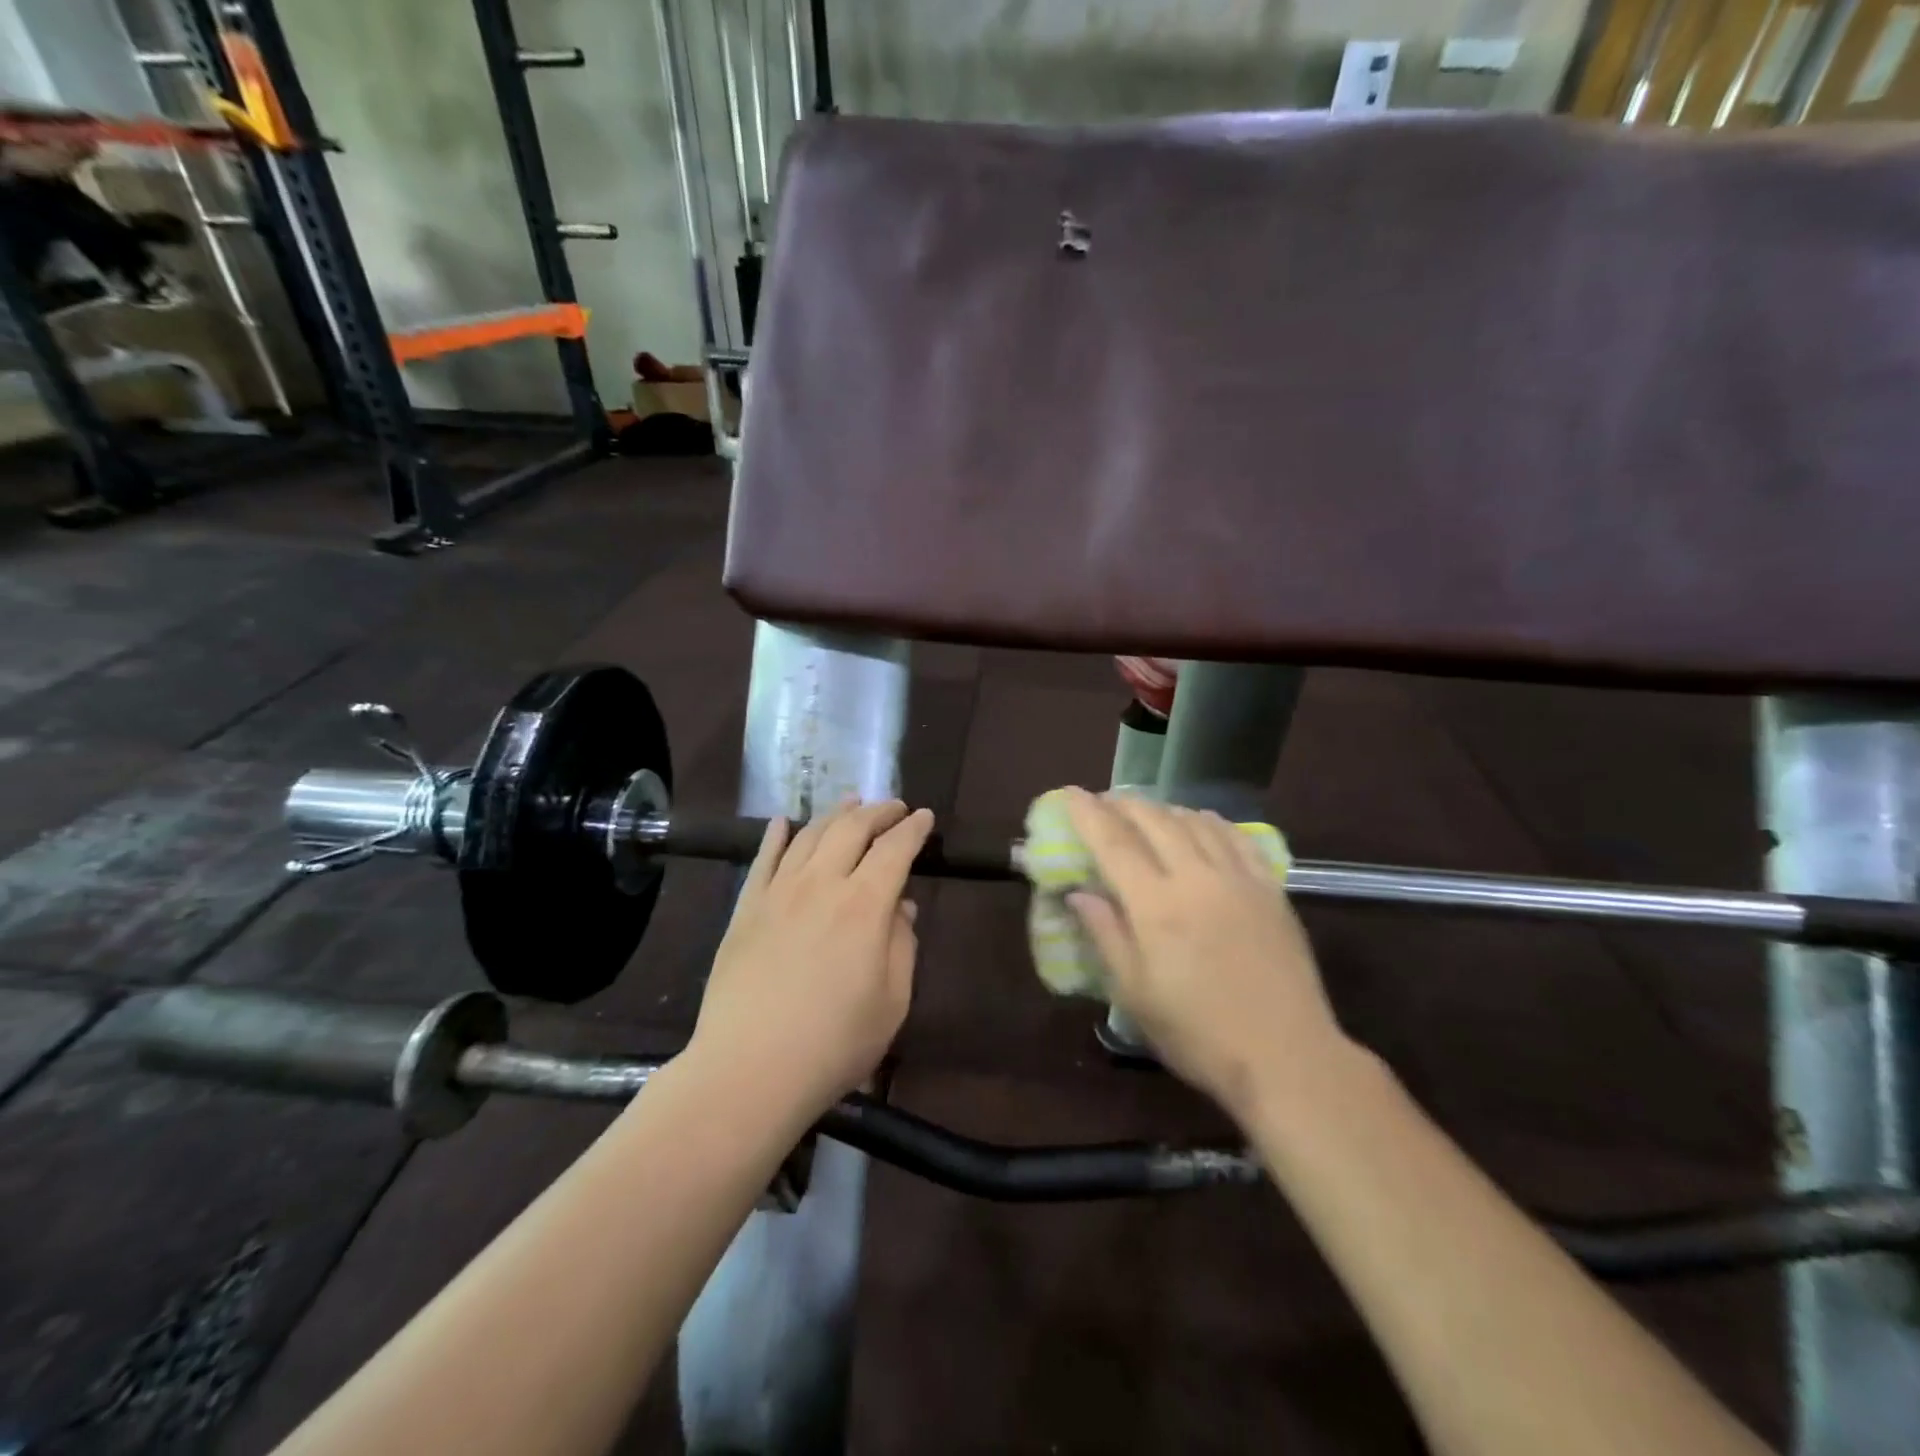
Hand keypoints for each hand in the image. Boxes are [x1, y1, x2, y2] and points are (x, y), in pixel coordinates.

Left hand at [691, 800, 934, 1118]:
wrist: (749, 1069)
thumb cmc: (834, 1043)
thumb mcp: (892, 1002)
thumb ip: (902, 946)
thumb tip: (901, 908)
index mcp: (865, 905)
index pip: (895, 849)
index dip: (912, 829)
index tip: (924, 817)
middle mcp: (822, 884)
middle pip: (852, 829)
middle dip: (878, 811)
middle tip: (893, 807)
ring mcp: (779, 892)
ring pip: (809, 835)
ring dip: (834, 813)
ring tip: (850, 803)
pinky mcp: (746, 908)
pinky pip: (763, 858)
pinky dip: (777, 834)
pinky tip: (784, 822)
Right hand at [1062, 788, 1348, 1115]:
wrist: (1286, 1056)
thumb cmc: (1198, 1033)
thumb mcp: (1134, 993)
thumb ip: (1105, 934)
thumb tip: (1078, 892)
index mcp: (1156, 905)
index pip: (1113, 842)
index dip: (1087, 813)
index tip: (1069, 794)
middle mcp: (1196, 877)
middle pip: (1154, 820)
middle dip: (1123, 804)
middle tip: (1103, 802)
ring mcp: (1238, 878)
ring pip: (1194, 821)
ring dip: (1163, 809)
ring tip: (1145, 812)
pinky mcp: (1270, 888)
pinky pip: (1236, 836)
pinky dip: (1209, 821)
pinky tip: (1201, 823)